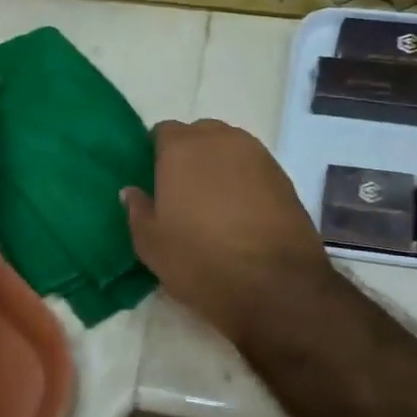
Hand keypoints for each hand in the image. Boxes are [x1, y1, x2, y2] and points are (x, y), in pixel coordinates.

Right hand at [123, 120, 330, 343]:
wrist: (276, 283)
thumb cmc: (201, 260)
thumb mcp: (151, 245)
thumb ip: (137, 211)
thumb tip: (131, 191)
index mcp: (182, 148)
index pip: (162, 132)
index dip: (156, 154)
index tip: (154, 181)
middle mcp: (221, 140)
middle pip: (199, 134)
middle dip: (189, 155)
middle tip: (182, 192)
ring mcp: (257, 155)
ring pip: (229, 149)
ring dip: (219, 167)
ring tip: (213, 204)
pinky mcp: (284, 177)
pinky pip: (253, 168)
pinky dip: (244, 182)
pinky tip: (241, 213)